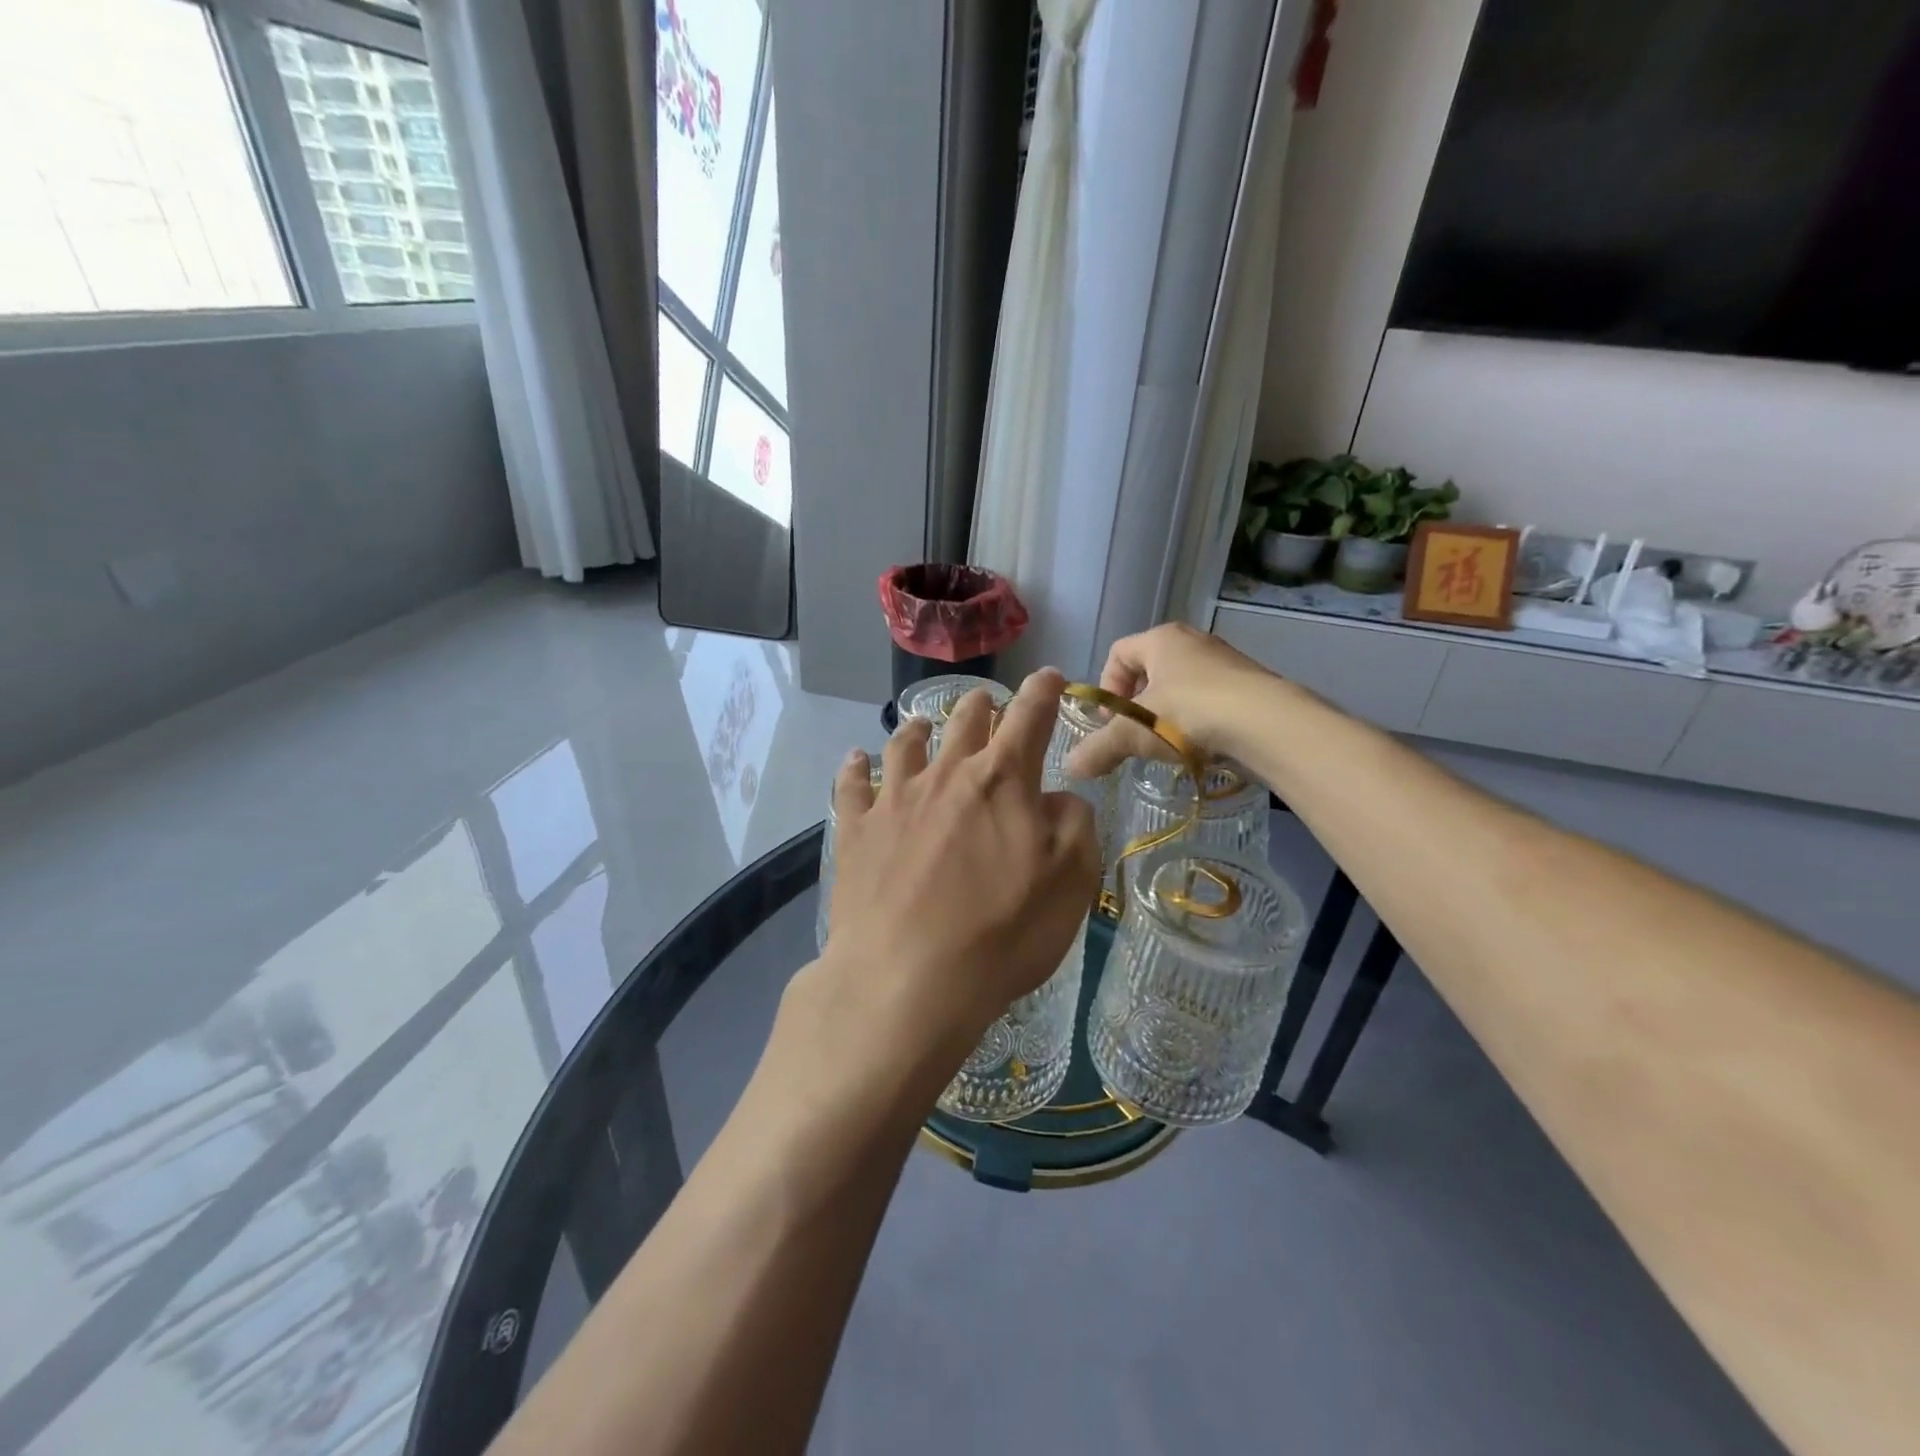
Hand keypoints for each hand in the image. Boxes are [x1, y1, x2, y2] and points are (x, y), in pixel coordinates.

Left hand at [817, 669, 1101, 1072]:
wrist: (907, 980)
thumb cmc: (1001, 933)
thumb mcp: (1071, 882)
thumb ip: (1073, 824)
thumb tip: (1055, 798)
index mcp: (1002, 781)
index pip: (1030, 718)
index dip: (1044, 692)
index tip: (1051, 676)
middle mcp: (946, 775)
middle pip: (965, 722)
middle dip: (982, 706)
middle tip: (988, 703)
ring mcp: (895, 799)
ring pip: (906, 744)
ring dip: (919, 728)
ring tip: (922, 724)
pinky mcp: (856, 831)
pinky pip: (851, 785)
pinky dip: (855, 767)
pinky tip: (855, 759)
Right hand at [1065, 623, 1275, 778]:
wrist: (1267, 723)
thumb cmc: (1189, 714)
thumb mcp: (1134, 734)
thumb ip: (1100, 748)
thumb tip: (1070, 767)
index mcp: (1161, 639)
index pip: (1118, 653)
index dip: (1107, 687)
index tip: (1111, 721)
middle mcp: (1194, 641)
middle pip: (1150, 669)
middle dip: (1136, 703)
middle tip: (1135, 735)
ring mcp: (1226, 661)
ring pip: (1182, 686)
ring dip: (1167, 714)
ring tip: (1168, 745)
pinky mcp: (1250, 685)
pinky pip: (1211, 700)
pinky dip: (1198, 722)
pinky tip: (1199, 748)